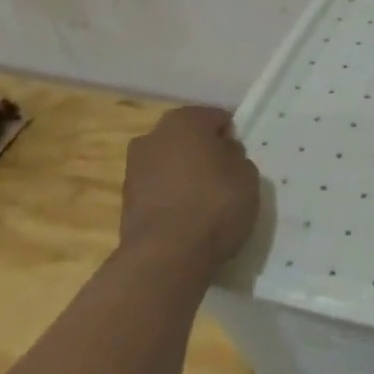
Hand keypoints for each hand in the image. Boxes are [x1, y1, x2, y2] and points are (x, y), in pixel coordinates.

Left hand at [117, 106, 260, 266]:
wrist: (167, 254)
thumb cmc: (216, 203)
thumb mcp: (248, 176)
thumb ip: (236, 158)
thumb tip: (223, 156)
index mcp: (184, 120)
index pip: (217, 118)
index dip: (231, 138)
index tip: (240, 161)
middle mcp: (153, 136)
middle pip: (188, 139)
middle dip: (204, 153)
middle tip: (223, 179)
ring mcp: (134, 168)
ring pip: (169, 164)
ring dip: (184, 176)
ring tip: (204, 203)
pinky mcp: (125, 200)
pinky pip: (158, 189)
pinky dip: (170, 197)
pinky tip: (186, 218)